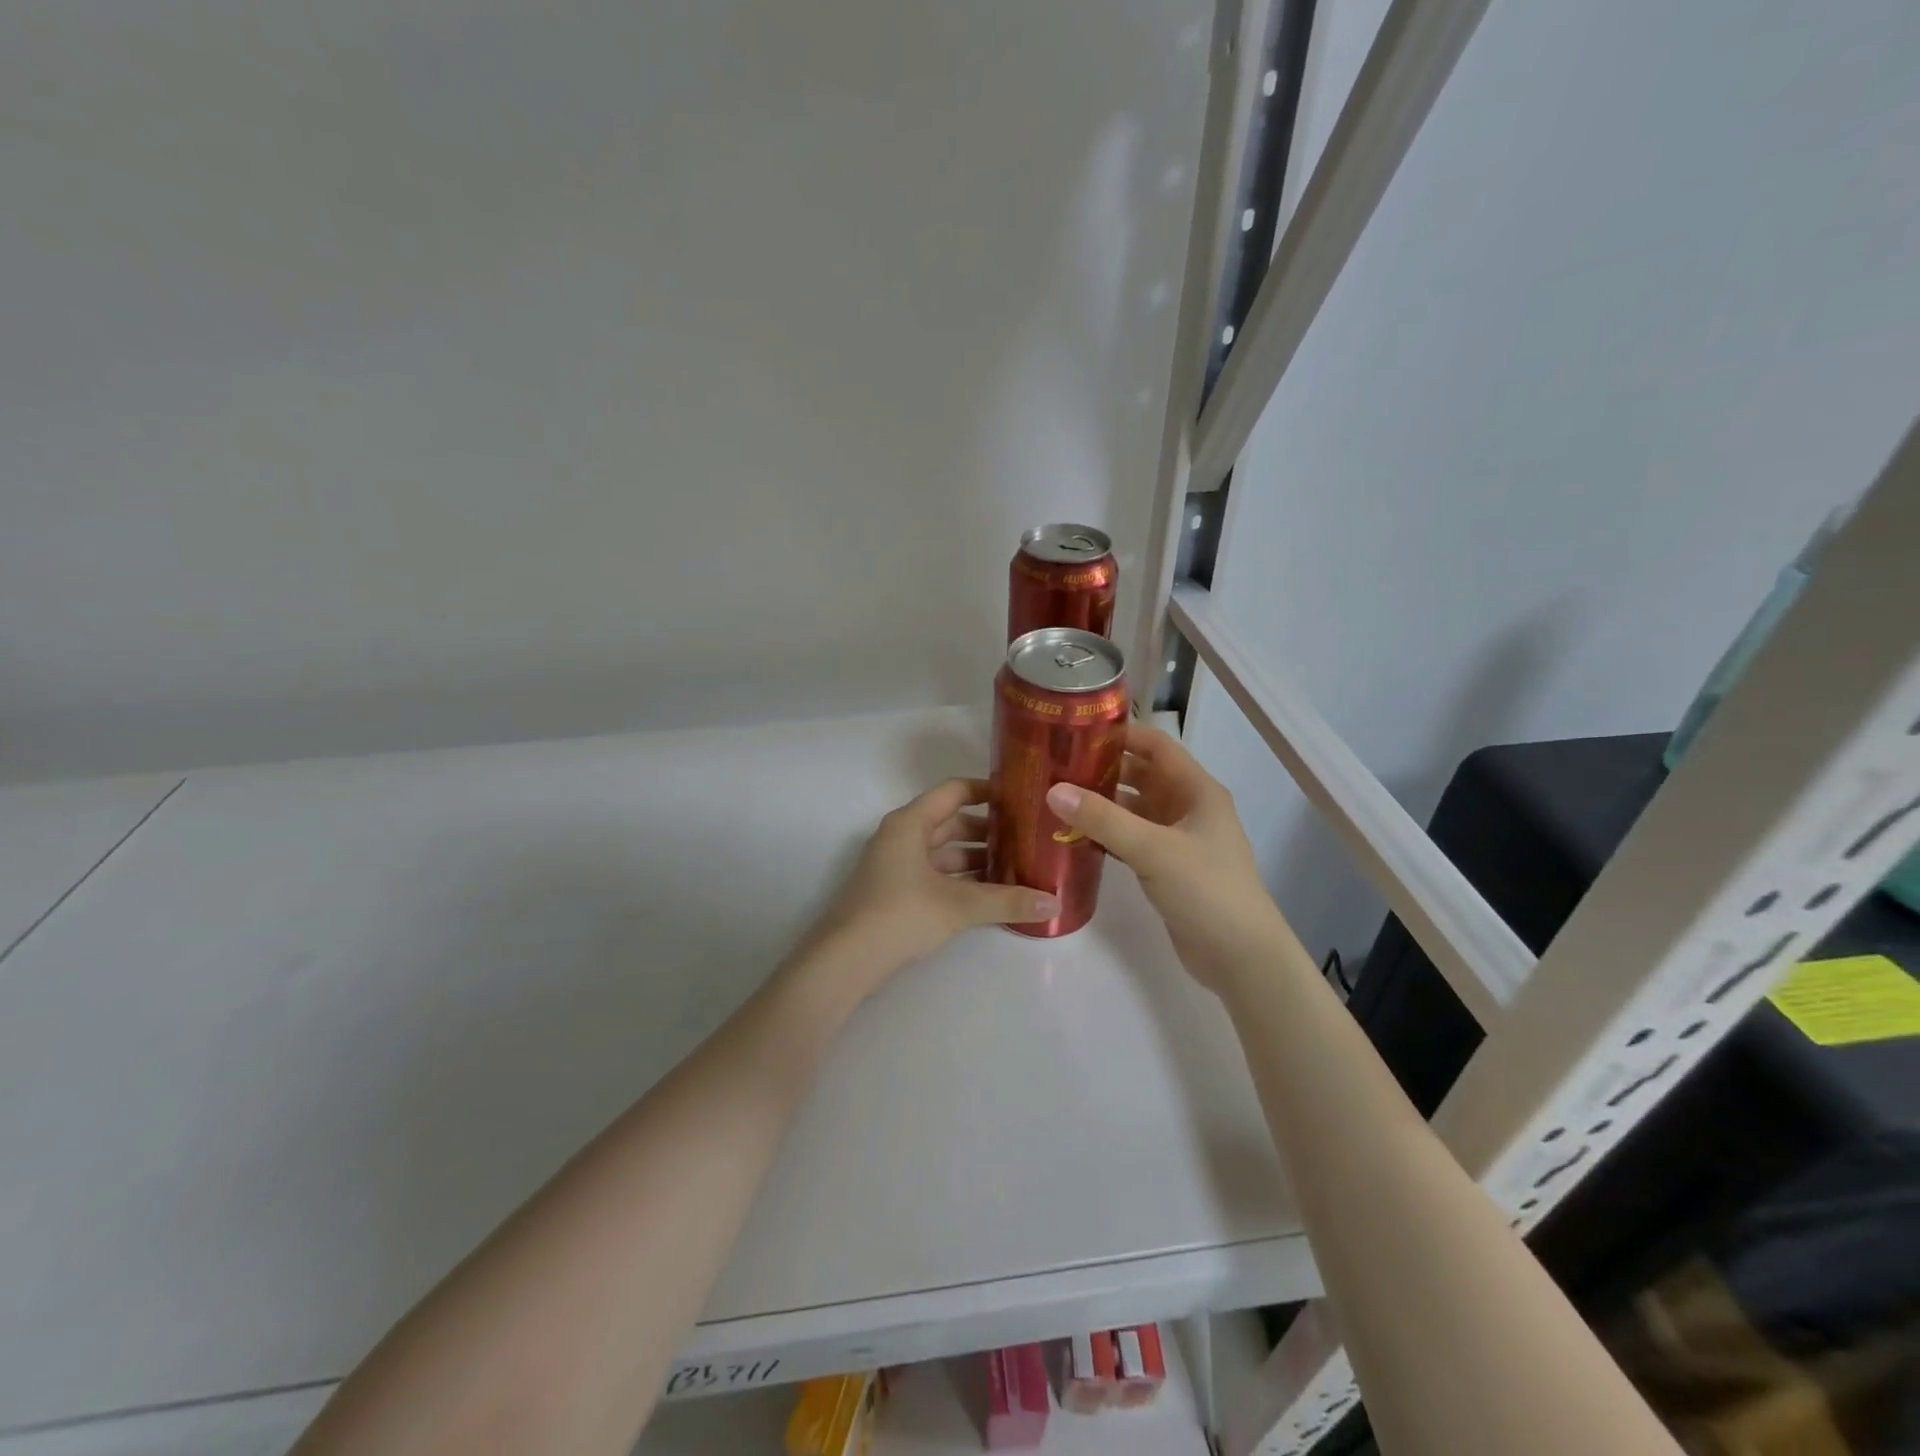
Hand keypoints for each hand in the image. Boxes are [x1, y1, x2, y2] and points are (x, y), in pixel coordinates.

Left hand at [790, 778, 1060, 1001]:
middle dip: (989, 831)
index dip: (987, 791)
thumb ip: (1007, 901)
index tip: (1022, 798)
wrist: (844, 961)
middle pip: (951, 822)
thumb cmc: (899, 914)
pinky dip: (961, 881)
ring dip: (976, 859)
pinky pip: (936, 875)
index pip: (954, 791)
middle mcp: (902, 836)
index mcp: (911, 822)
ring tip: (1017, 868)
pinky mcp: (895, 892)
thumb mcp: (958, 906)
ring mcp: (896, 865)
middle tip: (1028, 838)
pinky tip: (991, 896)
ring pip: (944, 852)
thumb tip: (1054, 902)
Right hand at [1046, 725, 1286, 991]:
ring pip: (1134, 809)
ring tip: (1057, 798)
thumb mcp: (1153, 849)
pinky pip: (1131, 839)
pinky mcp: (1167, 867)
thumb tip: (1053, 790)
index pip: (1156, 746)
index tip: (1076, 731)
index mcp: (1196, 790)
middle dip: (1103, 769)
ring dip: (1102, 803)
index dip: (1121, 734)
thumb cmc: (1206, 890)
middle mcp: (1188, 808)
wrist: (1241, 958)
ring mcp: (1178, 839)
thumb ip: (1103, 819)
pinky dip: (1106, 834)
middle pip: (1141, 776)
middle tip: (1056, 766)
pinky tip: (1074, 837)